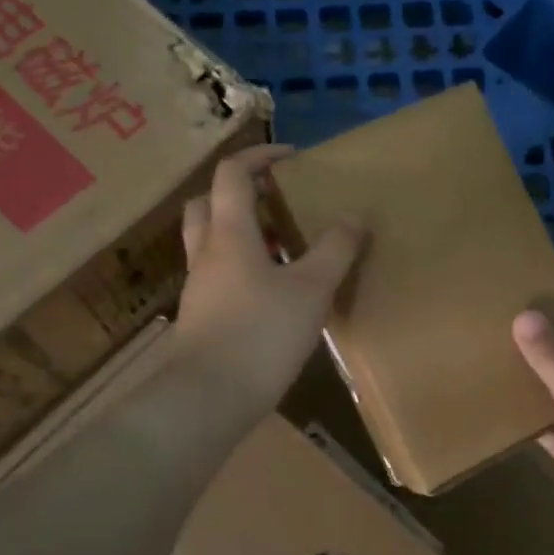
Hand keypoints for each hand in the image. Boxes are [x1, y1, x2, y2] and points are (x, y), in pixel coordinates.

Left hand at [170, 144, 363, 419]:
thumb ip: (335, 250)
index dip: (260, 157)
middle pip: (208, 204)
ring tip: (281, 246)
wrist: (209, 397)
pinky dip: (240, 267)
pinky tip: (271, 292)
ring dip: (240, 232)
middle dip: (241, 193)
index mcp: (229, 234)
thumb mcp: (311, 290)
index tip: (293, 158)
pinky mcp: (201, 317)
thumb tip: (354, 216)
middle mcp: (206, 253)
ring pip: (211, 242)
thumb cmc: (261, 334)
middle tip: (277, 201)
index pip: (233, 174)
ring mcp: (199, 288)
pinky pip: (218, 275)